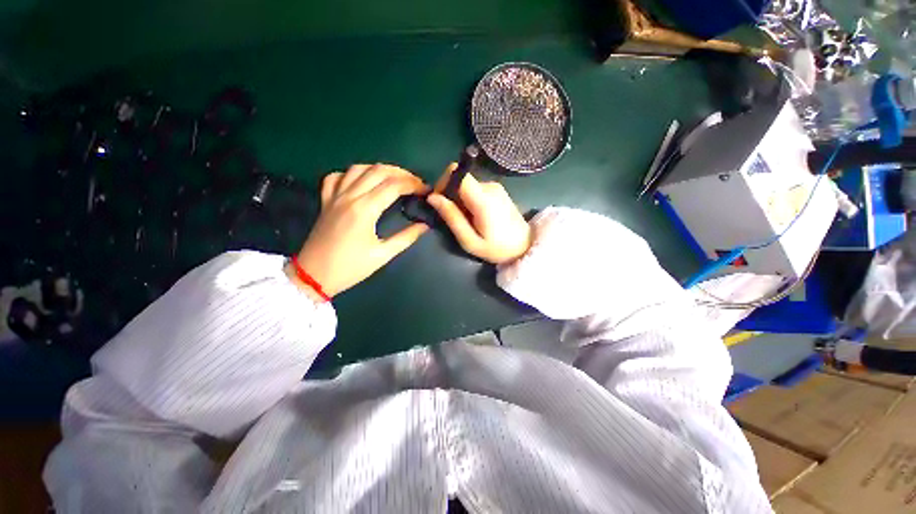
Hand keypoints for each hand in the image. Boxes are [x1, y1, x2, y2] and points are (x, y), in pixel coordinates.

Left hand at [291, 164, 428, 298]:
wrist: (314, 275)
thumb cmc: (350, 268)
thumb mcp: (382, 255)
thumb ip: (406, 238)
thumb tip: (424, 226)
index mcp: (365, 210)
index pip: (394, 186)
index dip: (414, 184)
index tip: (426, 190)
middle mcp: (349, 196)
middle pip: (378, 171)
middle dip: (401, 173)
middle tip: (415, 182)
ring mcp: (334, 196)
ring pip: (358, 168)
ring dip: (379, 169)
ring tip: (394, 178)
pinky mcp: (325, 201)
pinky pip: (336, 177)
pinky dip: (351, 174)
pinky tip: (361, 180)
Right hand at [427, 164, 531, 264]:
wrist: (524, 247)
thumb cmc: (496, 249)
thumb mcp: (469, 241)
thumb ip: (452, 218)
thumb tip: (432, 197)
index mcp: (483, 199)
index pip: (456, 172)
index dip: (443, 183)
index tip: (439, 202)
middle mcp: (490, 187)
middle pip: (460, 178)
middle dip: (450, 195)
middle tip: (453, 217)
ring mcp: (495, 187)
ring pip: (466, 184)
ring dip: (459, 199)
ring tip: (466, 220)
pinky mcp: (497, 190)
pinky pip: (475, 188)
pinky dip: (468, 199)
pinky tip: (474, 216)